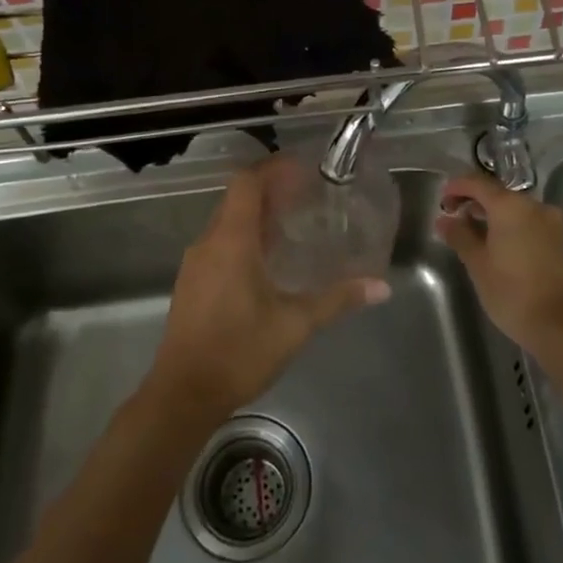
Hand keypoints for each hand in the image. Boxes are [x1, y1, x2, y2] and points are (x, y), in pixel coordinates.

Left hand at [149, 160, 389, 418]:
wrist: (182, 394)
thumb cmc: (239, 351)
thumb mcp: (295, 324)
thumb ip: (336, 299)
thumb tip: (380, 287)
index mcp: (231, 240)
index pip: (247, 183)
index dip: (273, 169)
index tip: (303, 168)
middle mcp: (208, 243)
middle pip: (237, 199)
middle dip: (270, 191)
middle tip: (307, 196)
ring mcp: (195, 264)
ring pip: (227, 223)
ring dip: (257, 216)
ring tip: (292, 225)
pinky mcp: (191, 284)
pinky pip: (219, 244)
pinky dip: (244, 239)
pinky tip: (267, 262)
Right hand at [436, 175, 562, 354]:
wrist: (562, 326)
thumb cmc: (512, 293)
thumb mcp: (477, 264)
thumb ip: (459, 236)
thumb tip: (445, 220)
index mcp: (511, 206)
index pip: (477, 183)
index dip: (456, 187)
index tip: (442, 201)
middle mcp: (535, 206)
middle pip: (499, 194)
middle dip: (475, 202)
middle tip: (455, 219)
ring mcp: (553, 224)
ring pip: (517, 210)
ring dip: (495, 216)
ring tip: (476, 235)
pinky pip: (531, 224)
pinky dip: (513, 228)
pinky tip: (502, 248)